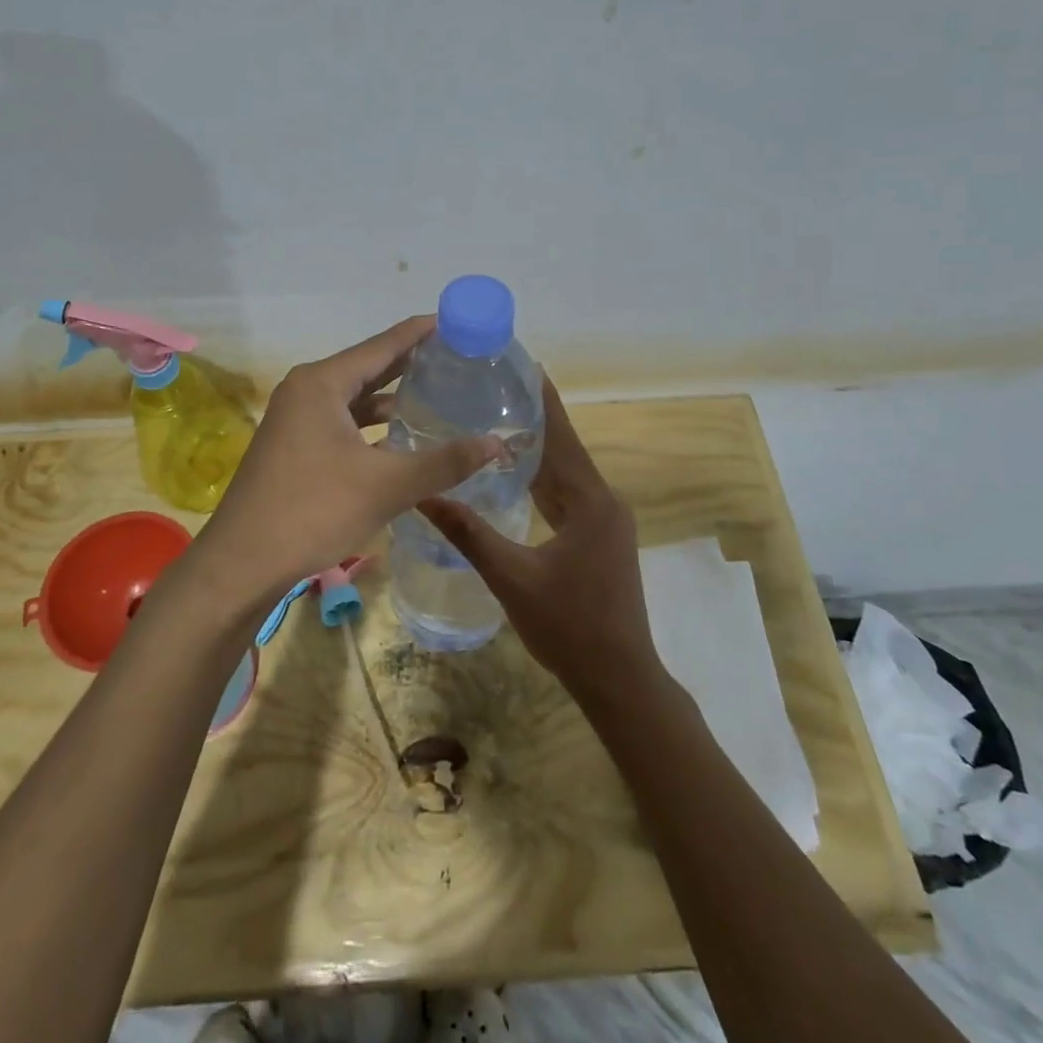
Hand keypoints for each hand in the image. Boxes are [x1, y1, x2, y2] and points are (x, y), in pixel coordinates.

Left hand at [194, 317, 500, 600]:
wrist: (242, 563)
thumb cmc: (313, 510)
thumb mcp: (386, 485)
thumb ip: (444, 462)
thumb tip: (497, 443)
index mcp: (322, 383)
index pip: (383, 346)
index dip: (421, 333)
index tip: (457, 322)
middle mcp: (306, 391)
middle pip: (368, 368)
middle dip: (411, 364)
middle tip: (457, 359)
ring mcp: (296, 420)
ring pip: (354, 400)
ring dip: (391, 400)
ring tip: (438, 397)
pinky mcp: (294, 447)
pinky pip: (342, 424)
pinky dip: (372, 427)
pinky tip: (400, 440)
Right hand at [419, 379, 664, 703]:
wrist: (619, 678)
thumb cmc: (569, 626)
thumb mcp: (512, 578)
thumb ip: (469, 533)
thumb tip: (424, 496)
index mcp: (589, 501)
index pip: (561, 435)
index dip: (542, 399)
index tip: (521, 364)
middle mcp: (603, 501)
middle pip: (564, 449)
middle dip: (532, 419)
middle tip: (491, 390)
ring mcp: (605, 520)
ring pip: (565, 474)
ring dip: (536, 450)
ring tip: (495, 421)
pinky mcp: (599, 538)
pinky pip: (568, 495)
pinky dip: (542, 480)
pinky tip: (514, 474)